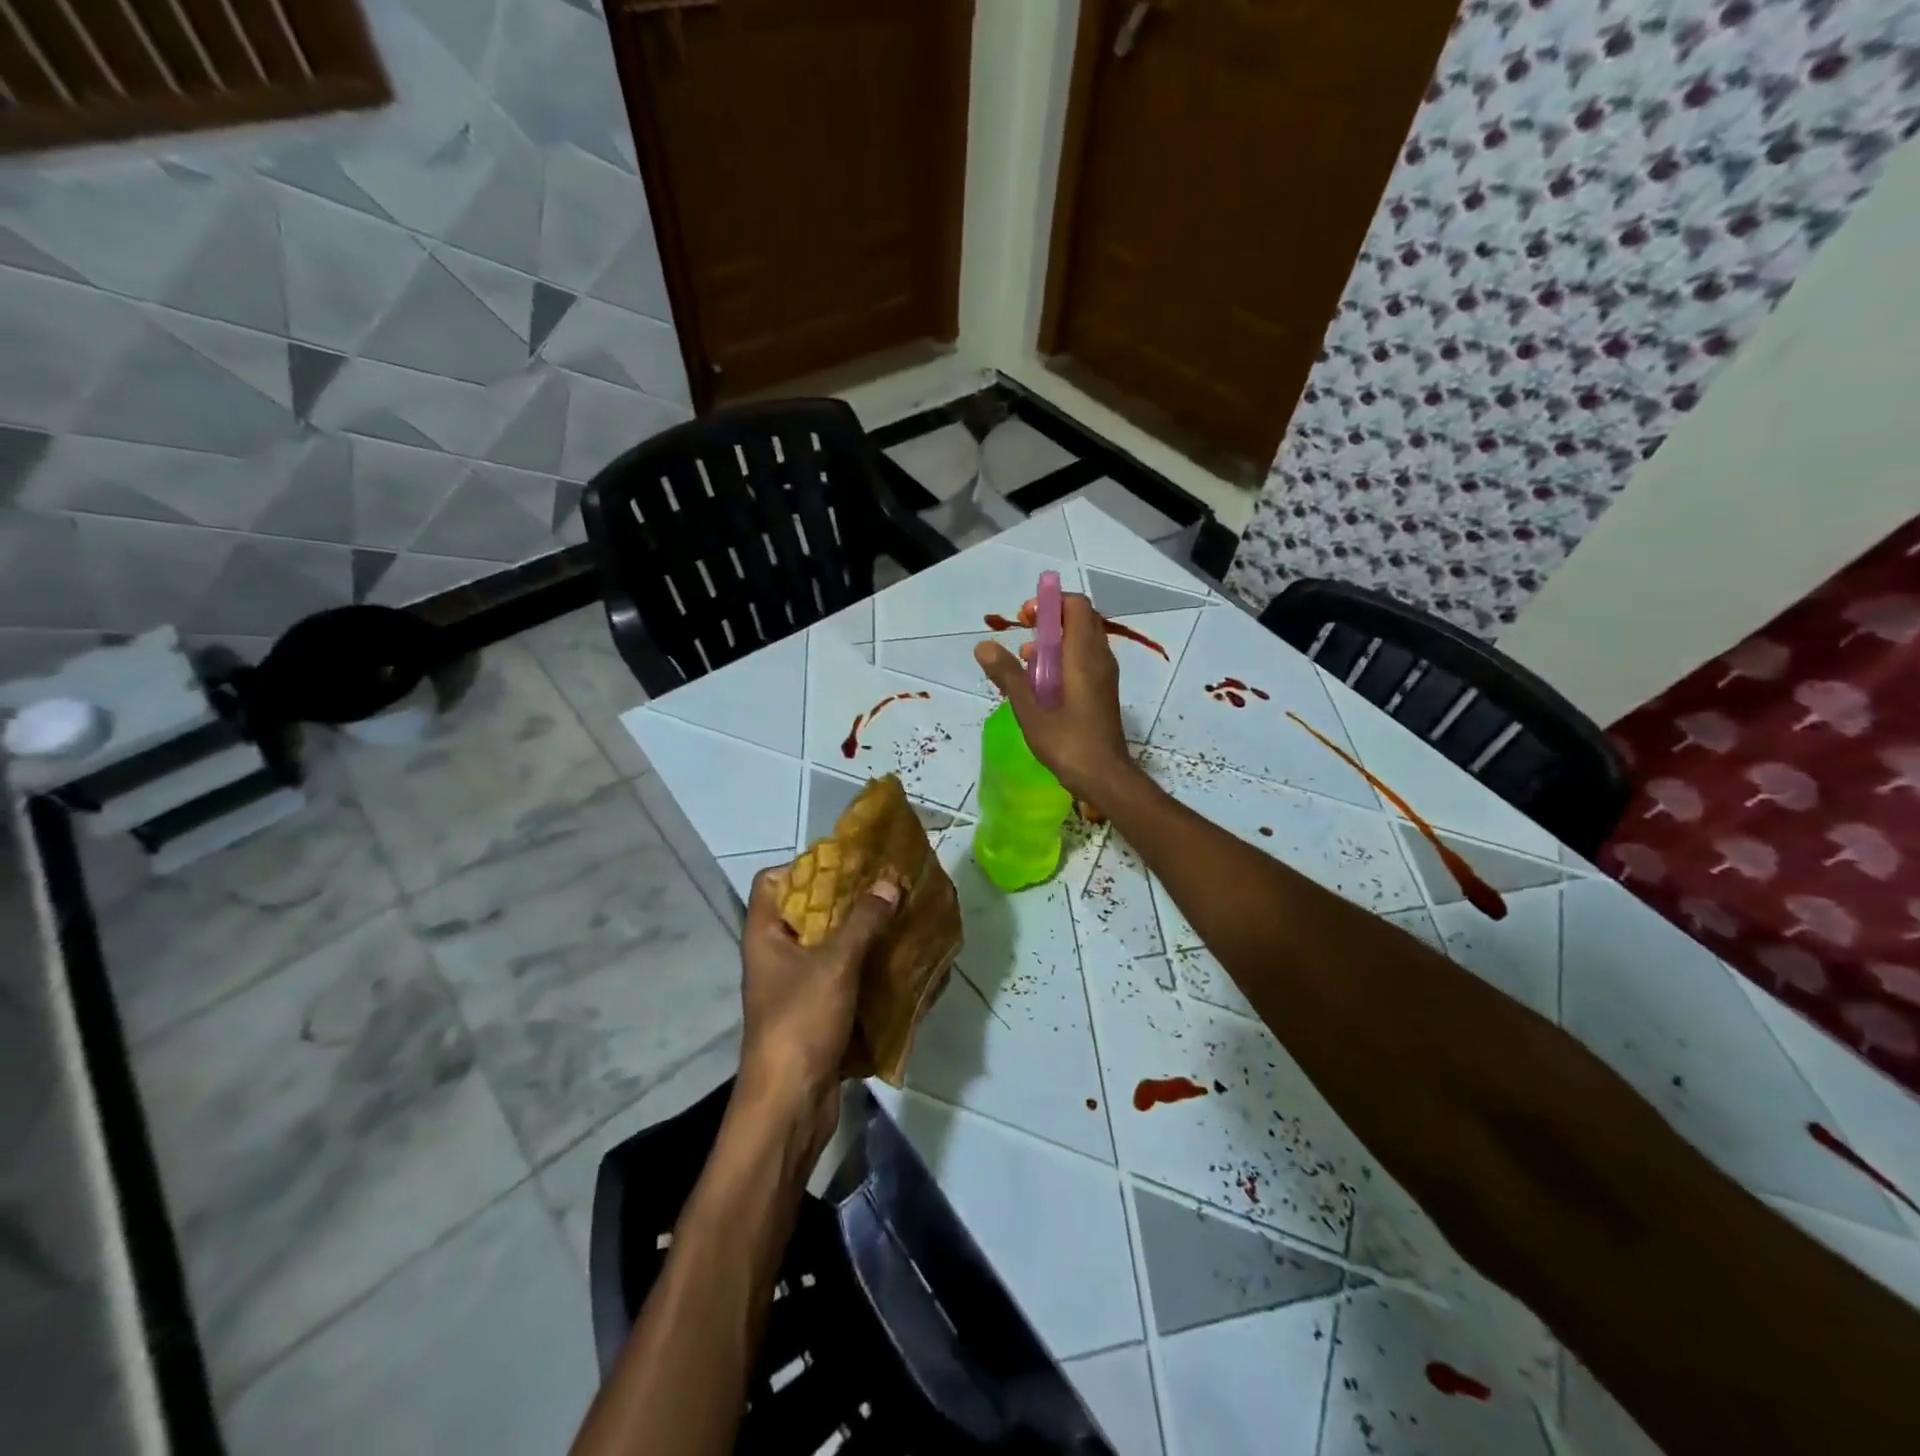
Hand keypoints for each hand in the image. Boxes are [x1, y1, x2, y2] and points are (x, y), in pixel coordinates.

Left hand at [737, 866, 900, 1149]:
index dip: (803, 866)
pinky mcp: (816, 1014)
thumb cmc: (801, 1023)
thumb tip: (889, 882)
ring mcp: (795, 987)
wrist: (790, 1105)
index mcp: (765, 936)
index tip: (845, 864)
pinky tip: (896, 961)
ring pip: (828, 946)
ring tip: (897, 918)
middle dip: (845, 899)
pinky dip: (865, 968)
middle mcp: (775, 956)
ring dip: (860, 934)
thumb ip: (864, 921)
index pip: (771, 882)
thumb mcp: (836, 964)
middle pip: (806, 912)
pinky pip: (841, 978)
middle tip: (884, 886)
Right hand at [974, 593, 1134, 802]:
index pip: (1076, 606)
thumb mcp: (1030, 710)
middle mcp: (1099, 658)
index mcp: (1084, 656)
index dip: (1050, 603)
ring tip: (1026, 663)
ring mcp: (1104, 675)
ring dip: (1054, 643)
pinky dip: (1063, 660)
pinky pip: (1084, 660)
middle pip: (1079, 620)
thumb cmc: (1068, 743)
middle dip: (1049, 621)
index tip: (1025, 618)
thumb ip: (1008, 675)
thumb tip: (983, 645)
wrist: (1105, 777)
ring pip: (1081, 641)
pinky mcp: (1103, 691)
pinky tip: (1041, 686)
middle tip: (1023, 637)